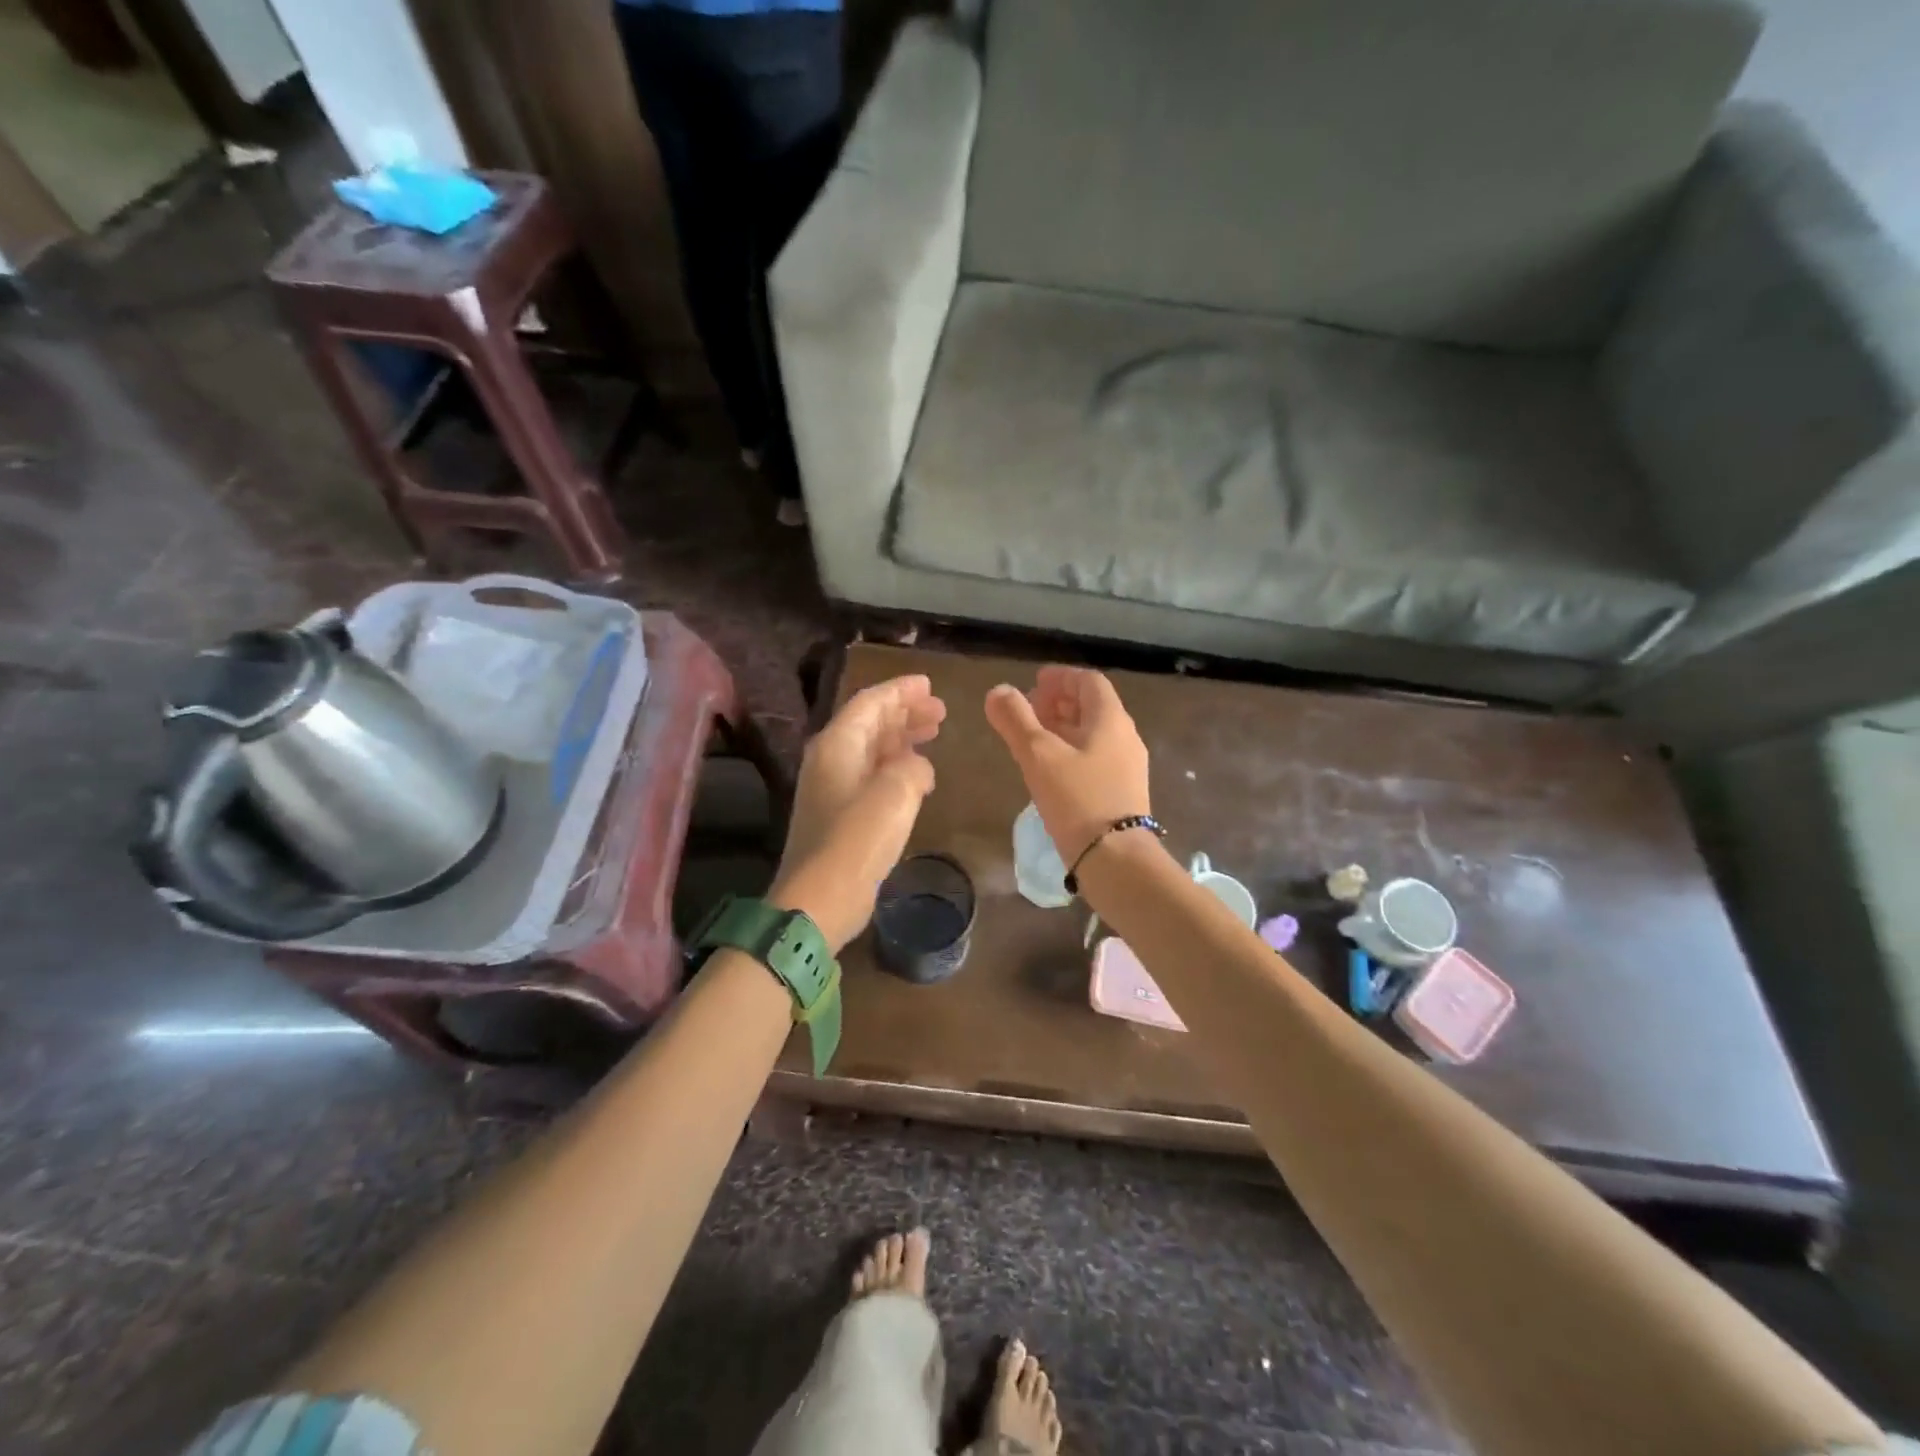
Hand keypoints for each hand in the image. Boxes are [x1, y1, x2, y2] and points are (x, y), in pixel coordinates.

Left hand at [772, 674, 945, 949]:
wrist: (819, 900)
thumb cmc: (857, 840)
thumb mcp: (896, 793)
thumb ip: (913, 767)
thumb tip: (918, 766)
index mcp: (838, 745)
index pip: (870, 702)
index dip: (900, 691)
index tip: (929, 685)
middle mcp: (831, 760)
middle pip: (870, 723)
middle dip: (905, 714)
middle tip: (940, 712)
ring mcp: (833, 789)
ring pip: (872, 750)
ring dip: (902, 739)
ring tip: (934, 734)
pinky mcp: (840, 816)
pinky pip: (872, 776)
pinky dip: (896, 768)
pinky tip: (919, 777)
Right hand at [985, 666, 1150, 867]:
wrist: (1115, 859)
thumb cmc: (1077, 799)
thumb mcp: (1038, 755)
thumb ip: (1016, 720)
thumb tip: (998, 691)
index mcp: (1110, 720)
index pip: (1089, 681)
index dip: (1060, 677)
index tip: (1034, 683)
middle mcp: (1125, 737)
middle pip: (1092, 707)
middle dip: (1059, 702)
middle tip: (1028, 711)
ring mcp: (1127, 766)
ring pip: (1093, 734)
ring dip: (1063, 728)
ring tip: (1033, 740)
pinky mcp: (1122, 792)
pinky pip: (1095, 758)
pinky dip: (1071, 752)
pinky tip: (1050, 771)